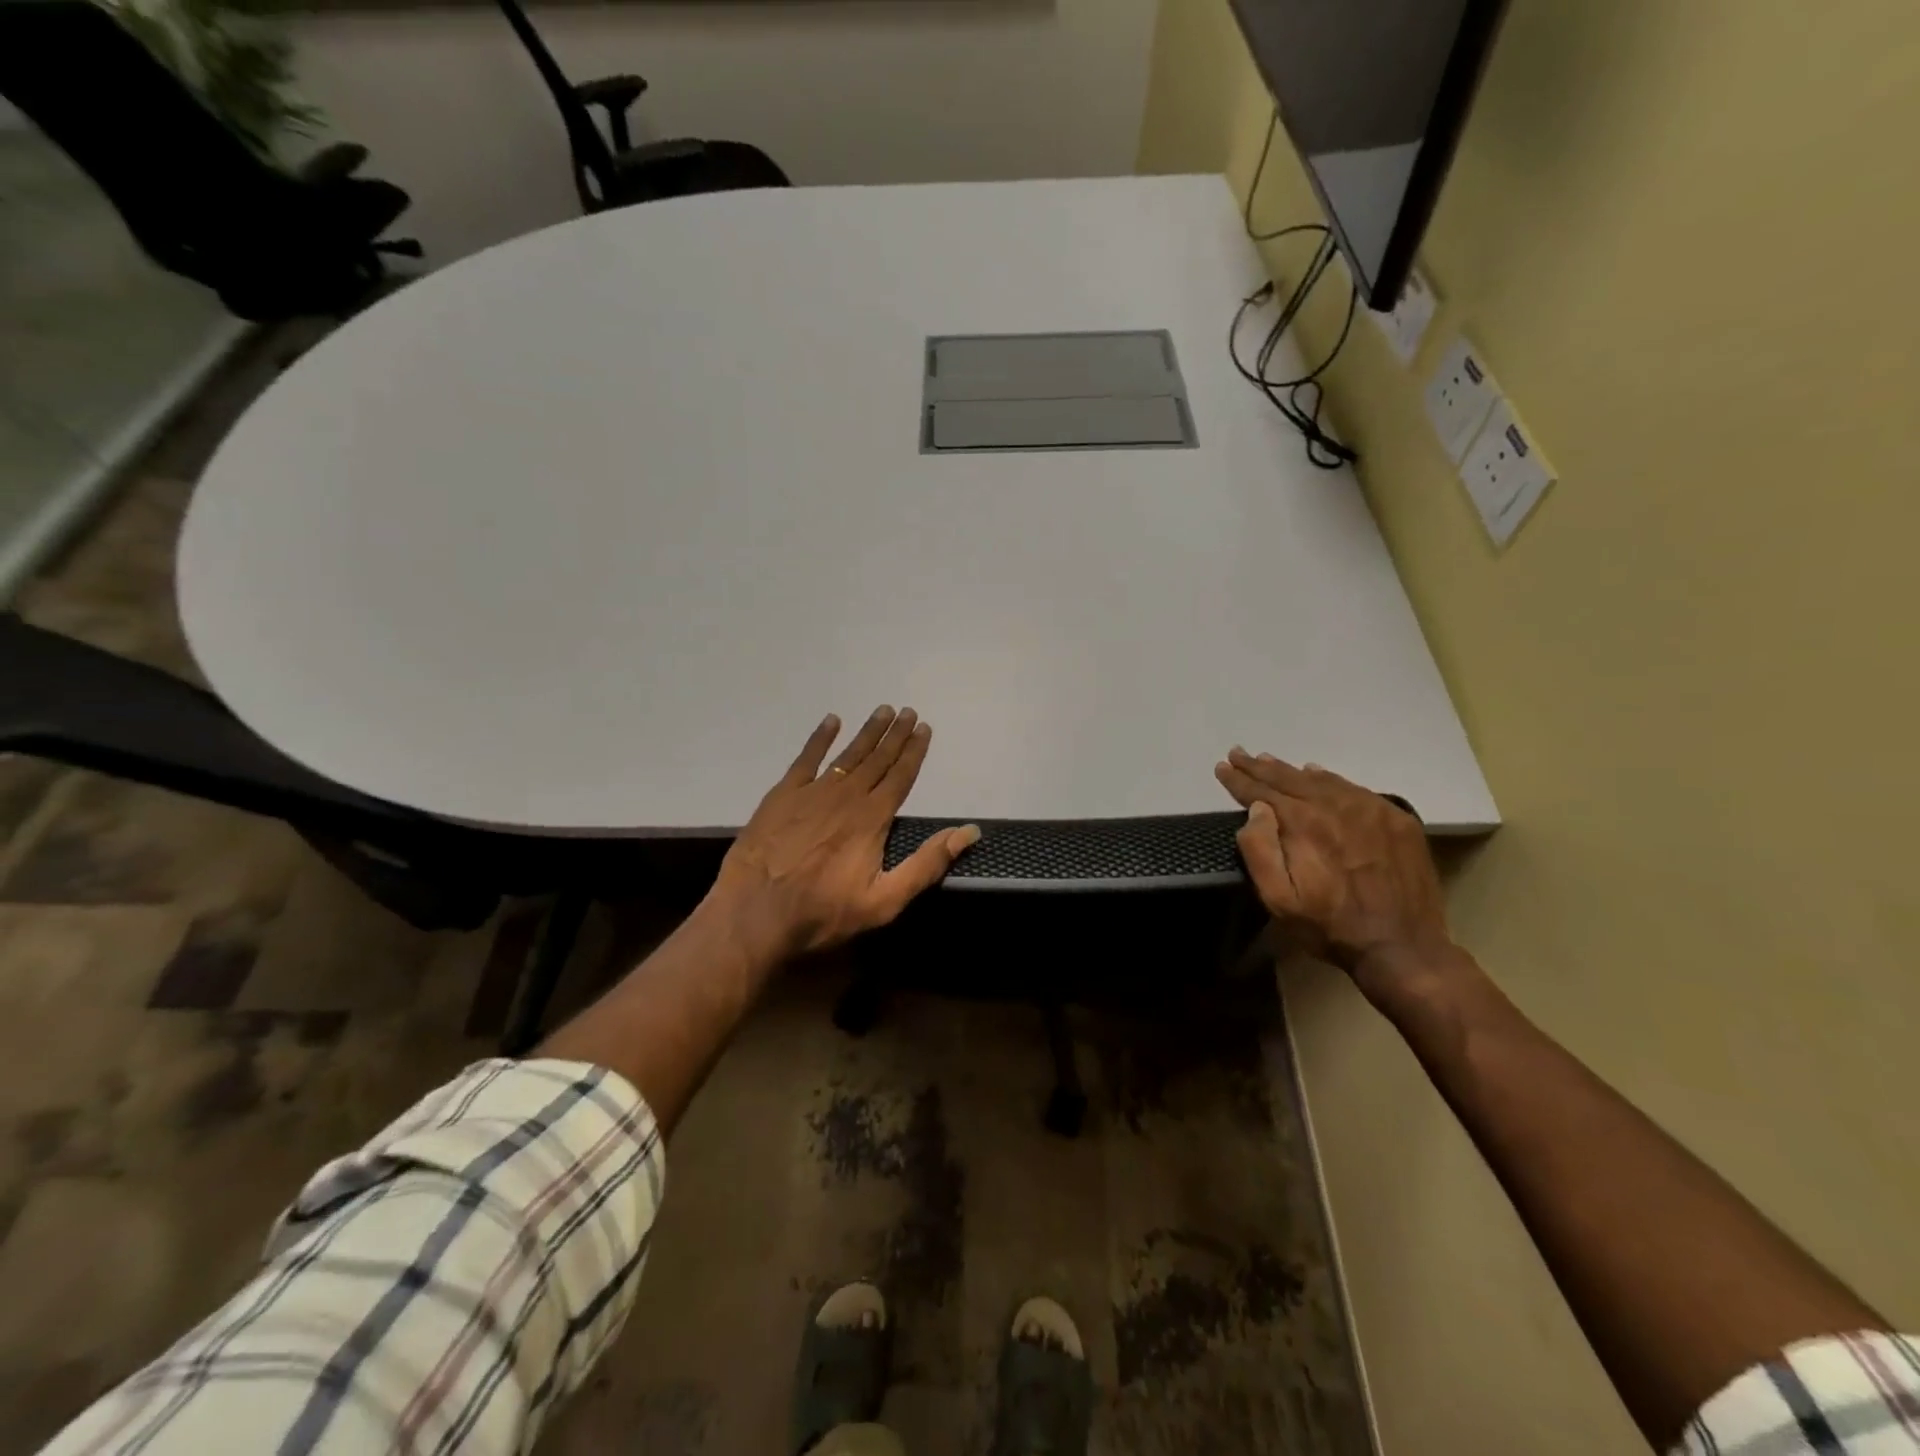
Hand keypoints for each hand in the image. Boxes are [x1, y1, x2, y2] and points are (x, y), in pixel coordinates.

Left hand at [710, 706, 980, 960]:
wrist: (755, 913)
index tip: (924, 728)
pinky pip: (806, 758)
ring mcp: (813, 792)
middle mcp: (847, 796)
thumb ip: (927, 864)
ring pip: (848, 754)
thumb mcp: (885, 900)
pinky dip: (820, 738)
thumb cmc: (823, 912)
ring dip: (867, 732)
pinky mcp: (783, 795)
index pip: (901, 776)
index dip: (915, 751)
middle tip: (907, 711)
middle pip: (878, 759)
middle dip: (895, 735)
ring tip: (882, 711)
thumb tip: (968, 832)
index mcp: (873, 818)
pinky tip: (831, 721)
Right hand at [1215, 748, 1454, 997]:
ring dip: (1291, 770)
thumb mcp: (1280, 900)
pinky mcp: (1395, 819)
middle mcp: (1336, 806)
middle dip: (1259, 767)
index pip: (1262, 792)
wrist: (1403, 947)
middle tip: (1239, 754)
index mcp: (1304, 824)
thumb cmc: (1330, 927)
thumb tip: (1257, 810)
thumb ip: (1260, 851)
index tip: (1222, 767)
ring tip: (1269, 761)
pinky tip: (1317, 774)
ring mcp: (1370, 809)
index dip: (1239, 780)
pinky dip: (1328, 778)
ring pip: (1321, 780)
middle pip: (1289, 779)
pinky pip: (1353, 788)